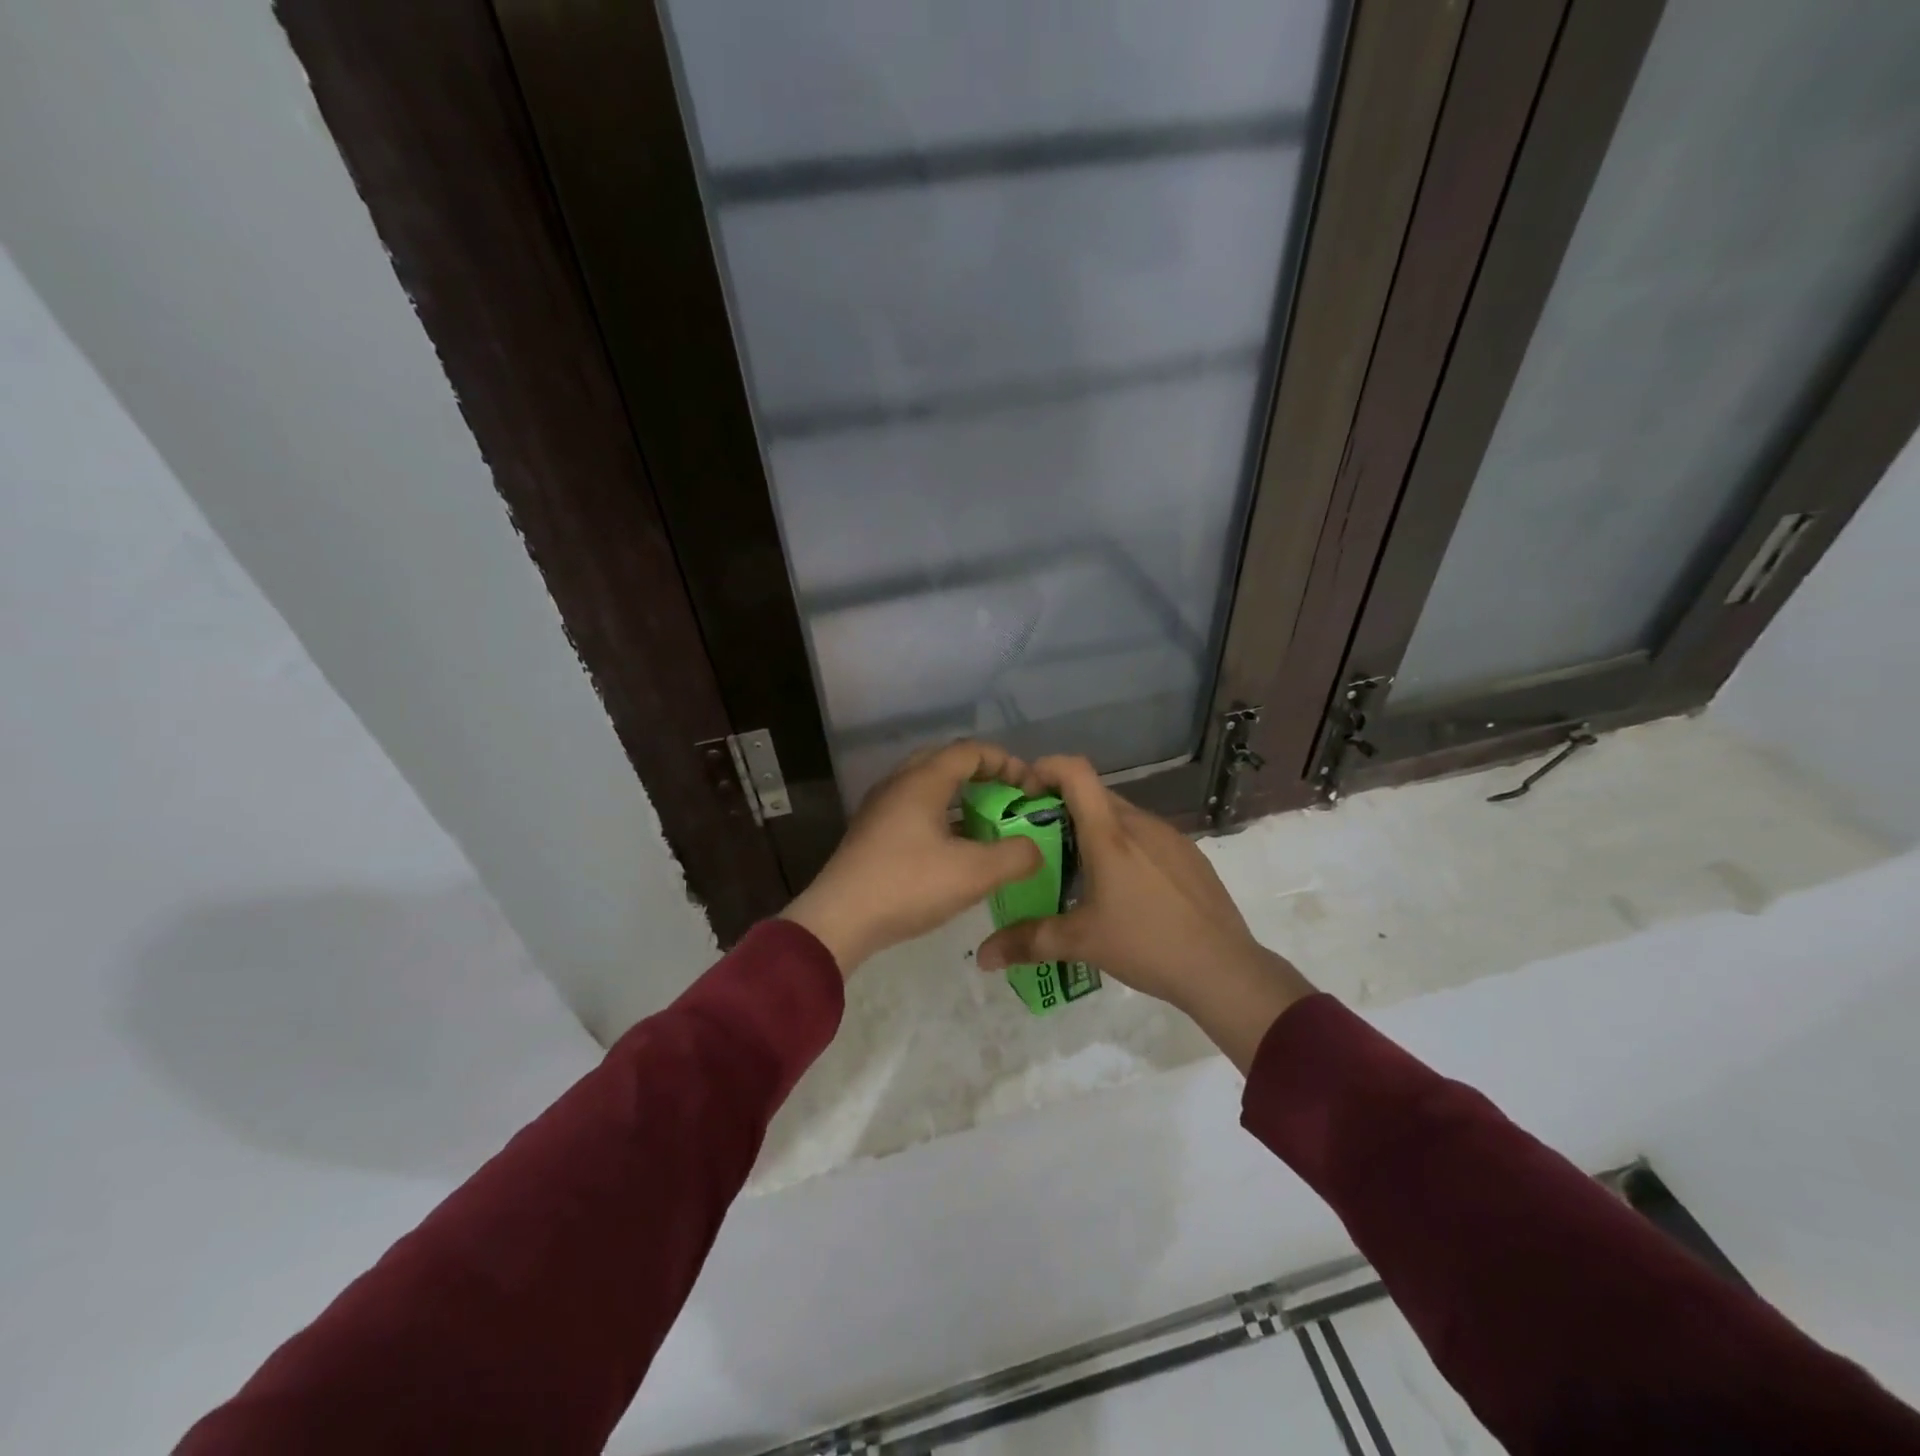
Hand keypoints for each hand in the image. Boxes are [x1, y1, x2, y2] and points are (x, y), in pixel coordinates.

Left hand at [781, 741, 1043, 974]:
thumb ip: (1015, 856)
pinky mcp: (872, 833)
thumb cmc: (909, 886)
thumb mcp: (975, 873)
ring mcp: (881, 808)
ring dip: (962, 799)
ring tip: (988, 825)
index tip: (1030, 789)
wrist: (839, 920)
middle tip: (1009, 799)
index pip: (971, 751)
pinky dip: (942, 818)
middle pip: (947, 762)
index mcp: (923, 780)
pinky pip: (915, 810)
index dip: (1007, 763)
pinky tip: (955, 849)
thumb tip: (1034, 849)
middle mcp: (899, 783)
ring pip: (929, 787)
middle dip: (984, 776)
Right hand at [975, 755, 1315, 1069]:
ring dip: (1094, 831)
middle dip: (1062, 809)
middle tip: (1041, 846)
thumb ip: (1027, 942)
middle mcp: (1140, 823)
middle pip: (1094, 795)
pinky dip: (1124, 847)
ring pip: (1121, 816)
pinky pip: (1146, 836)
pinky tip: (1124, 891)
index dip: (1046, 768)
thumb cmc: (1147, 944)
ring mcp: (1170, 836)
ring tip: (1080, 872)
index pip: (1076, 771)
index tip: (1025, 795)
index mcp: (1110, 834)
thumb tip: (982, 956)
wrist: (1224, 969)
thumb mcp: (1080, 943)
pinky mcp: (1189, 855)